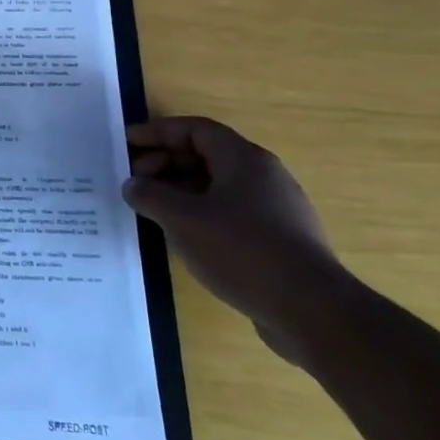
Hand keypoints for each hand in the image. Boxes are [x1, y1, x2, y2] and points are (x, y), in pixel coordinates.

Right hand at [122, 116, 352, 363]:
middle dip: (167, 162)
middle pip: (208, 155)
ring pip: (219, 186)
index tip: (128, 142)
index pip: (196, 129)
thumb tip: (133, 185)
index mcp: (244, 159)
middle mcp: (264, 176)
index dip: (158, 131)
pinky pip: (231, 212)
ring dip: (182, 190)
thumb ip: (150, 195)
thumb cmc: (241, 250)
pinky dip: (201, 214)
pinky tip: (185, 237)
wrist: (311, 311)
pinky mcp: (280, 240)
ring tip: (154, 210)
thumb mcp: (182, 218)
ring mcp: (276, 209)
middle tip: (137, 181)